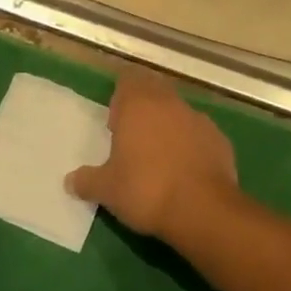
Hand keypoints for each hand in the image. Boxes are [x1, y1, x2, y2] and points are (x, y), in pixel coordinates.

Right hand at [66, 71, 239, 240]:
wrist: (203, 209)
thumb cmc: (146, 190)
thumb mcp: (107, 190)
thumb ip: (87, 181)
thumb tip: (70, 181)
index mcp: (138, 105)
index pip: (128, 80)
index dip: (120, 98)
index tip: (115, 123)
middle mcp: (169, 103)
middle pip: (154, 91)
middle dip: (144, 108)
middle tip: (133, 138)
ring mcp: (198, 119)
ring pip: (178, 112)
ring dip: (168, 126)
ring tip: (159, 156)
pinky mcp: (220, 140)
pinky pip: (199, 135)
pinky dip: (191, 145)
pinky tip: (185, 170)